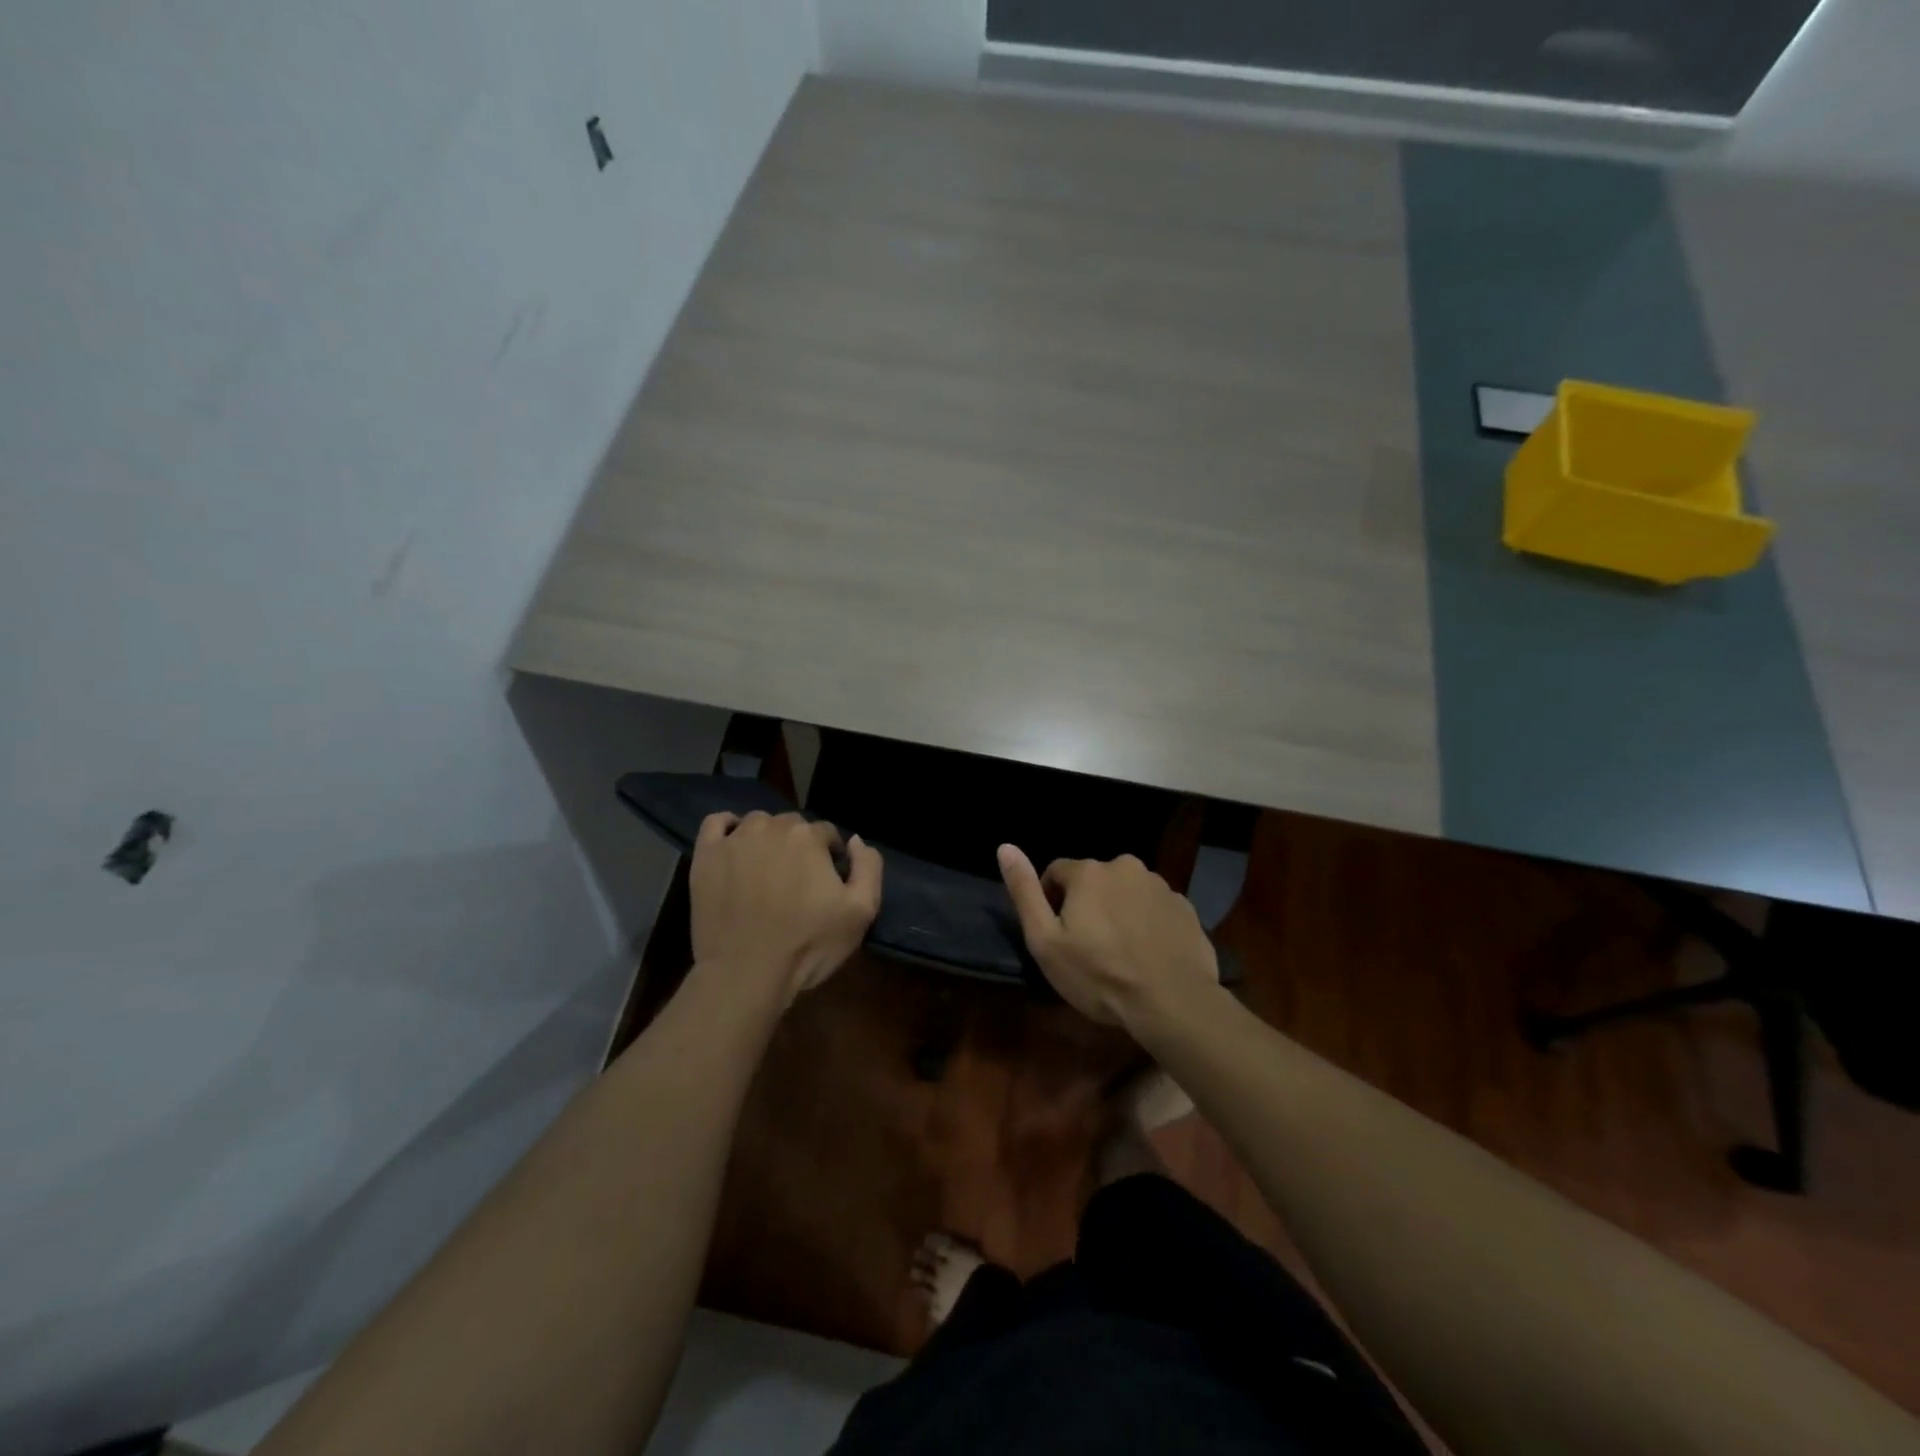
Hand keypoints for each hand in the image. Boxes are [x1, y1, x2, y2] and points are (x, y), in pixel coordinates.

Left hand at [690, 811, 882, 1008]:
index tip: (827, 883)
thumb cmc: (808, 945)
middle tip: (797, 881)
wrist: (746, 973)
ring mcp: (735, 840)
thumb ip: (868, 867)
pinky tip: (734, 845)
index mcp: (809, 836)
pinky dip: (728, 827)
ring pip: (758, 823)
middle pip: (792, 825)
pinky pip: (716, 823)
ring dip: (767, 838)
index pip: (827, 833)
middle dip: (799, 846)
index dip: (831, 857)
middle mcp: (772, 827)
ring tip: (766, 870)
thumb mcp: (861, 912)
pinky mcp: (706, 855)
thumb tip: (854, 840)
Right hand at [997, 844, 1218, 1031]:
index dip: (1051, 903)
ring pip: (1125, 892)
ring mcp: (1160, 885)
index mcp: (1089, 872)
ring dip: (1118, 912)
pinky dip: (1146, 923)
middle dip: (1087, 905)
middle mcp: (1125, 866)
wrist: (1172, 1002)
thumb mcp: (1046, 941)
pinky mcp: (1185, 907)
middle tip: (1089, 948)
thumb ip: (1024, 892)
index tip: (1059, 937)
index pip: (1056, 873)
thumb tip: (1005, 847)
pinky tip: (1147, 955)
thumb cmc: (1099, 975)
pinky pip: (1154, 908)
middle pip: (1093, 880)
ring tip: (1121, 953)